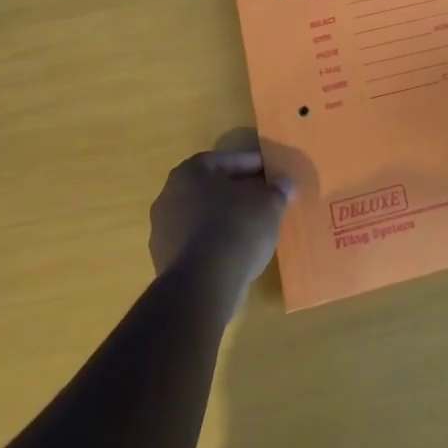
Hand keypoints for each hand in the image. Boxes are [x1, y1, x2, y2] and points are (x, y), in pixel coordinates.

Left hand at [148, 133, 293, 310]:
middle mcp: (168, 197)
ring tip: (254, 229)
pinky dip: (217, 244)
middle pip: (211, 189)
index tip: (271, 174)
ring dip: (226, 220)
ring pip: (203, 218)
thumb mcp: (269, 203)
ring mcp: (162, 233)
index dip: (252, 166)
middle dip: (238, 193)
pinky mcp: (165, 264)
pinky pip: (198, 244)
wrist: (203, 286)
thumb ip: (277, 190)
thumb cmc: (236, 228)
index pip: (225, 161)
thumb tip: (285, 184)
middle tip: (264, 199)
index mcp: (189, 173)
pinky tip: (238, 253)